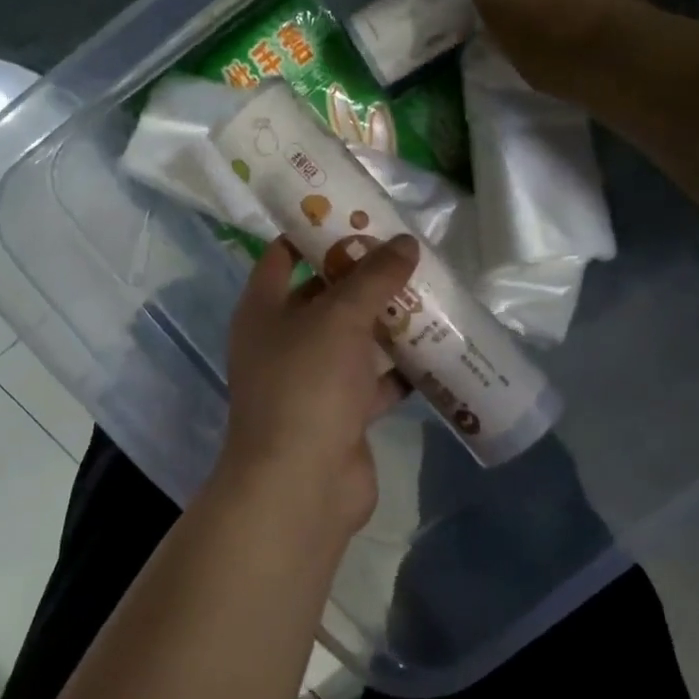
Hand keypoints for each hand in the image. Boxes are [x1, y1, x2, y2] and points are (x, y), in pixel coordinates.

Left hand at [217, 234, 419, 539]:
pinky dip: (399, 369)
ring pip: (352, 339)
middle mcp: (282, 339)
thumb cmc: (307, 383)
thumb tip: (405, 243)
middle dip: (362, 277)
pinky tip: (435, 349)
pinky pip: (372, 381)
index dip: (314, 231)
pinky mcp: (339, 413)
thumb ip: (373, 277)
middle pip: (323, 295)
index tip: (355, 213)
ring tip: (428, 293)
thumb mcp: (340, 318)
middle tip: (405, 252)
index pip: (283, 254)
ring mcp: (310, 379)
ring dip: (385, 322)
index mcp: (263, 309)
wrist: (301, 485)